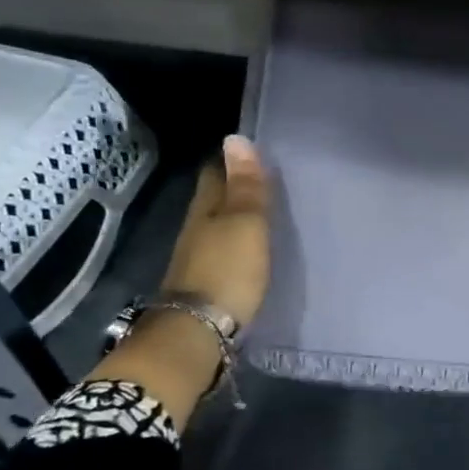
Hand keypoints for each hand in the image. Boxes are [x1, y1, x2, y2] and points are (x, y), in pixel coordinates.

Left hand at [160, 135, 272, 327]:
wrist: (199, 331)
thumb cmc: (227, 270)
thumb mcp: (246, 223)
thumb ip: (246, 186)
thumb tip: (235, 138)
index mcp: (206, 207)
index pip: (217, 172)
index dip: (234, 160)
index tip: (259, 152)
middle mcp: (198, 227)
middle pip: (216, 198)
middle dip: (238, 186)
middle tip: (270, 179)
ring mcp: (200, 256)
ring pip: (220, 224)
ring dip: (239, 215)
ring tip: (269, 210)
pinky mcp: (208, 281)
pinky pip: (226, 249)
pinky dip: (240, 242)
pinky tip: (256, 246)